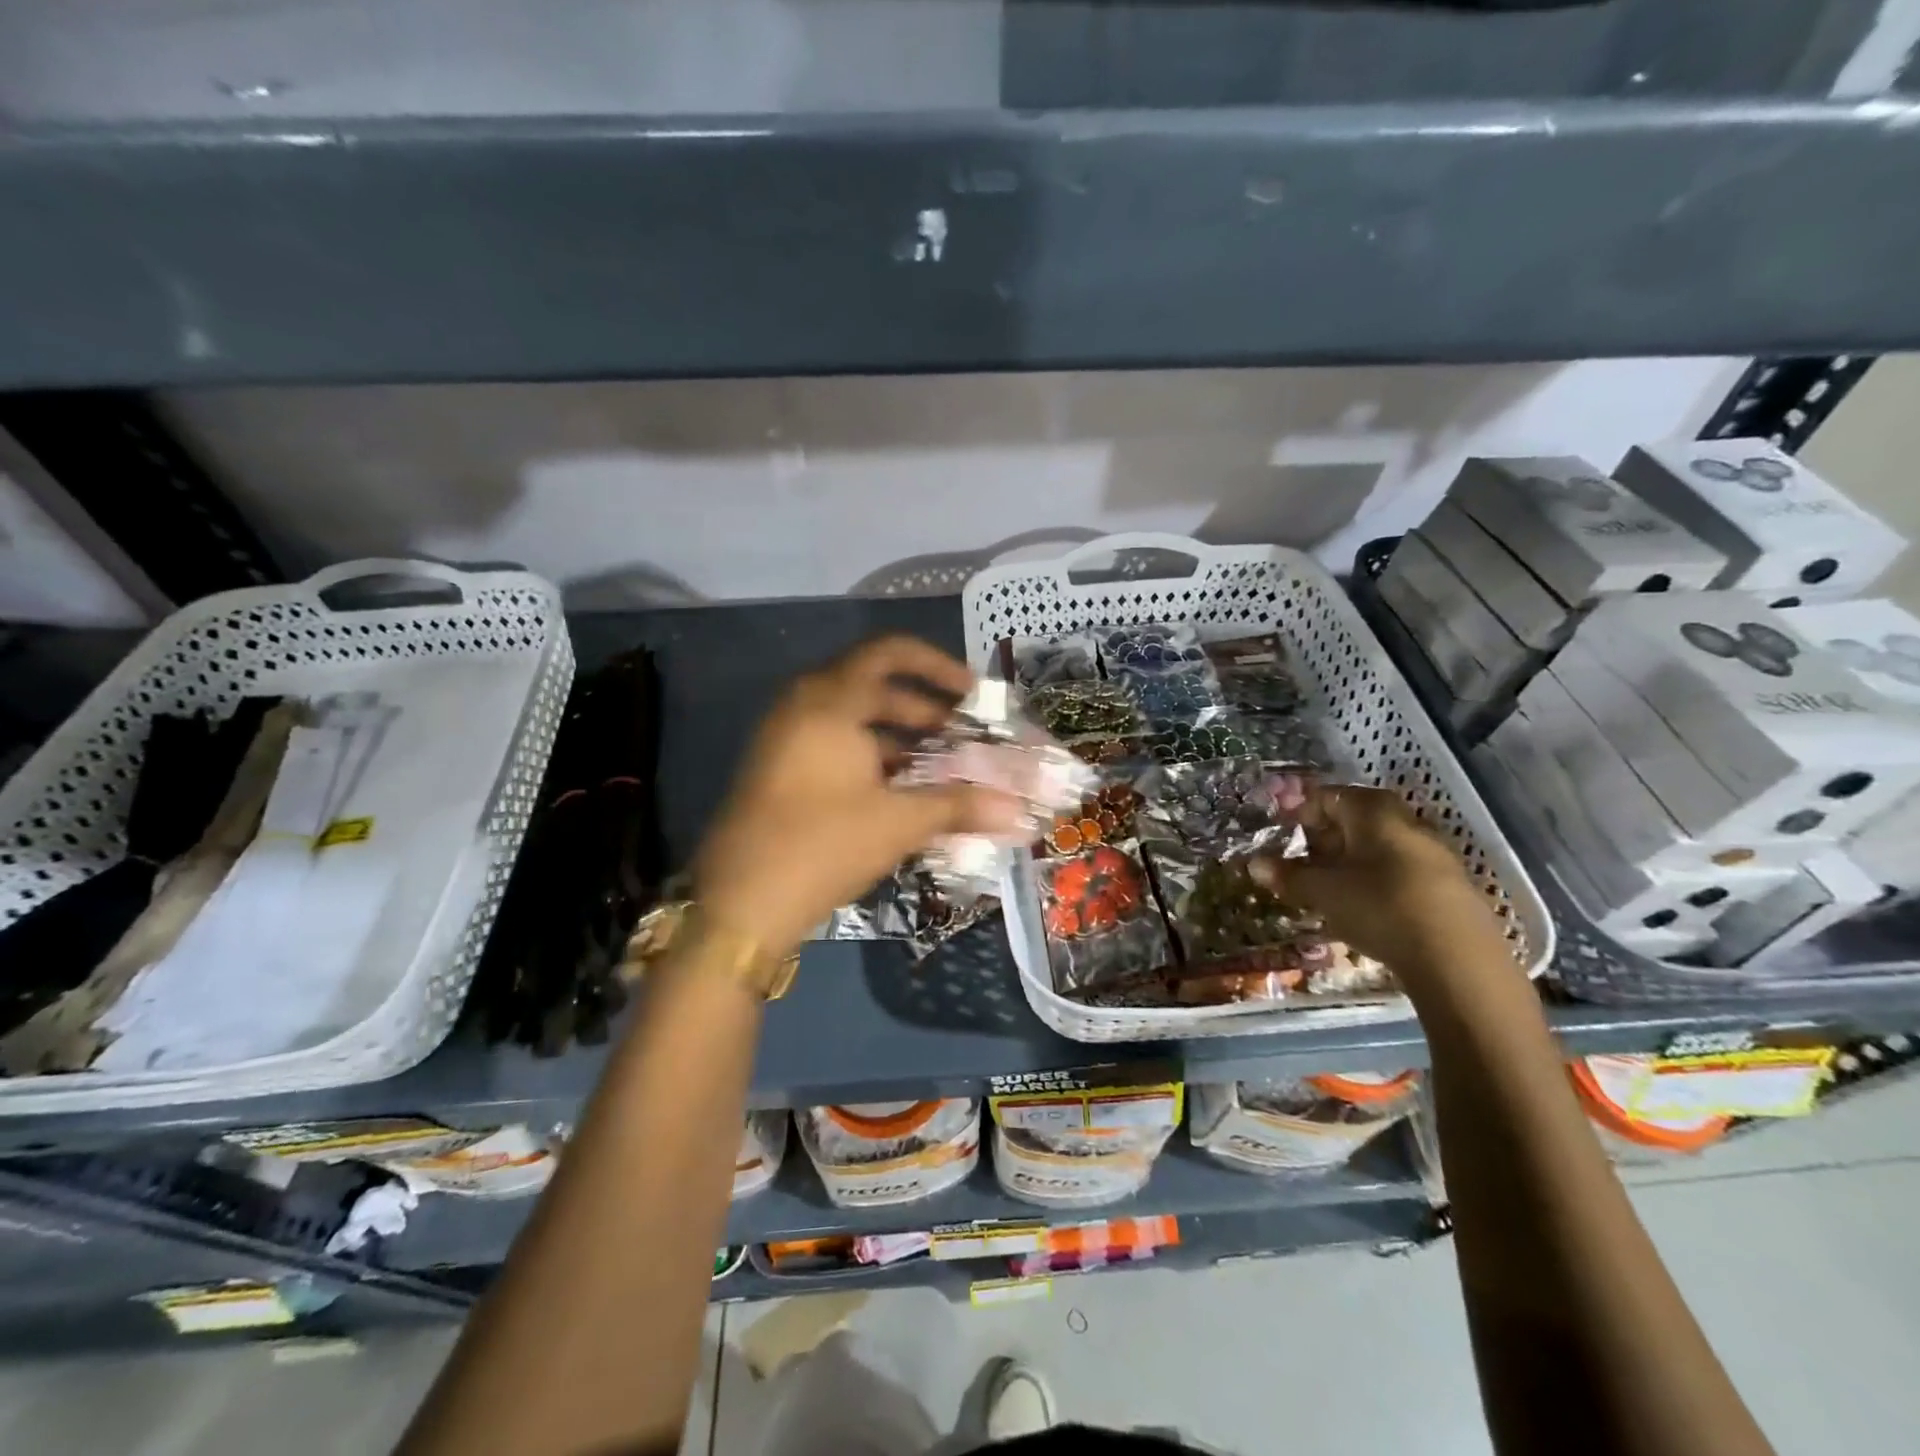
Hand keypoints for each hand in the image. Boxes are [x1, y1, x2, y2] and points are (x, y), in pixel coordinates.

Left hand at [694, 636, 1022, 954]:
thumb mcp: (898, 821)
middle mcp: (803, 706)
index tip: (972, 693)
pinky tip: (901, 792)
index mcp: (829, 700)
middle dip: (924, 709)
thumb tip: (1019, 812)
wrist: (738, 903)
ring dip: (899, 737)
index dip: (937, 666)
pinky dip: (871, 757)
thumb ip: (959, 806)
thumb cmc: (822, 844)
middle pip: (873, 686)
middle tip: (964, 738)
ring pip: (853, 720)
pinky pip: (834, 745)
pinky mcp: (778, 769)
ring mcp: (785, 738)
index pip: (890, 653)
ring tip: (941, 768)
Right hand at [1249, 785, 1508, 982]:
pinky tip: (1361, 908)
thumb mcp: (1322, 891)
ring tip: (1325, 889)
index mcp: (1373, 809)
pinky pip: (1397, 870)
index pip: (1326, 796)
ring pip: (1376, 847)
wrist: (1457, 958)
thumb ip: (1288, 875)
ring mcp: (1431, 852)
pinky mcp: (1446, 885)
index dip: (1298, 813)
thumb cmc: (1378, 906)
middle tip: (1298, 863)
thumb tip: (1255, 863)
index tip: (1278, 835)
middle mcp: (1405, 820)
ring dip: (1347, 862)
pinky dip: (1372, 880)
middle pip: (1353, 820)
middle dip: (1322, 840)